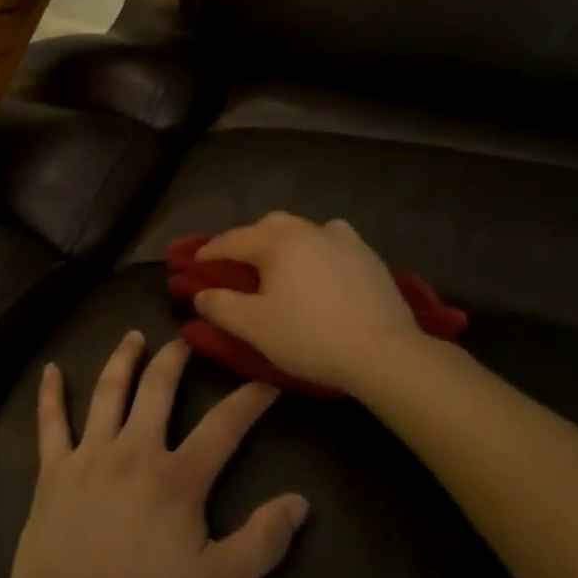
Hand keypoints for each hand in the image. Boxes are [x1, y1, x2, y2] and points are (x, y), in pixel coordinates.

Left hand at [5, 332, 308, 577]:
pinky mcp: (53, 470)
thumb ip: (261, 543)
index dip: (248, 401)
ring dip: (122, 360)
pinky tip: (51, 370)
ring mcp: (90, 455)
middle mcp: (134, 450)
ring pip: (108, 392)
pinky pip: (51, 423)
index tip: (265, 380)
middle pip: (157, 390)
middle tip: (185, 339)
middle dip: (174, 360)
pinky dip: (50, 394)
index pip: (223, 427)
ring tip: (133, 336)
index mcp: (177, 478)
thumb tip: (300, 502)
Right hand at [191, 213, 421, 392]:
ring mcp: (342, 240)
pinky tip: (322, 266)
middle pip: (268, 225)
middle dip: (247, 240)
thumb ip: (220, 306)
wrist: (384, 352)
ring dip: (284, 241)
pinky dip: (319, 247)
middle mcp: (308, 230)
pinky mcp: (368, 256)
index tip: (194, 265)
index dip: (210, 252)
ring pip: (303, 228)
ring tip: (280, 264)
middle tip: (237, 265)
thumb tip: (200, 293)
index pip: (233, 240)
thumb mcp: (254, 327)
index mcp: (276, 242)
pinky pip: (334, 240)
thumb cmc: (310, 337)